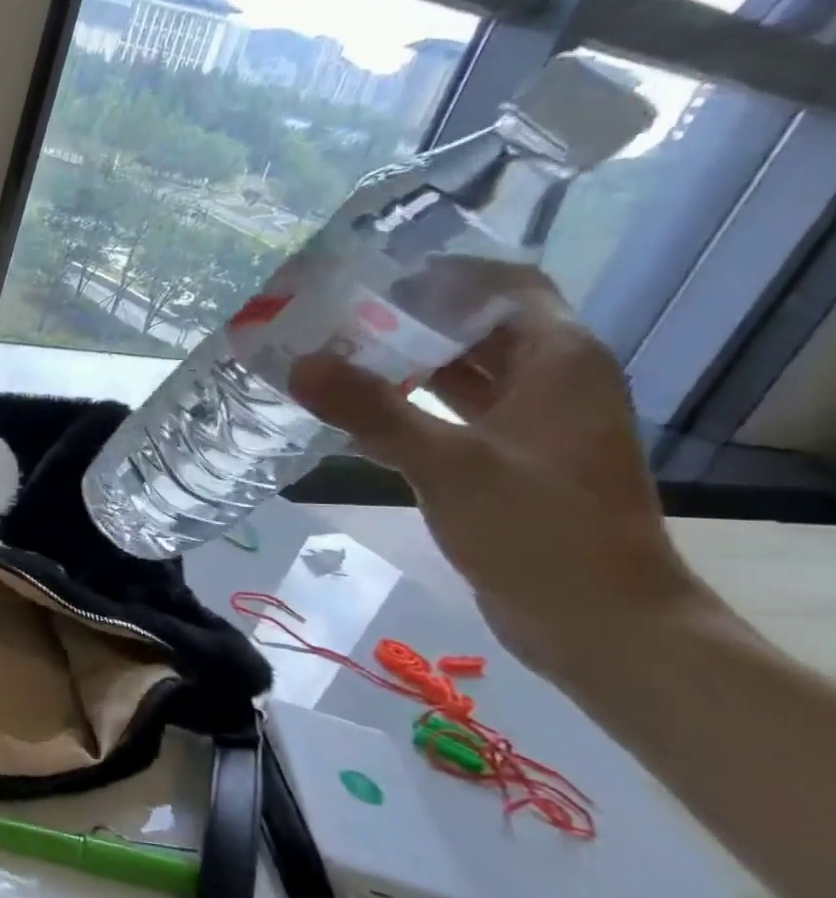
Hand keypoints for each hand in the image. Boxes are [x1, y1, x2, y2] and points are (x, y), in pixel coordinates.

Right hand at [289, 268, 706, 681]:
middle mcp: (550, 381)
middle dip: (407, 320)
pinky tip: (357, 415)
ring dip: (404, 364)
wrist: (598, 622)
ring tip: (333, 359)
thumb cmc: (537, 529)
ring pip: (462, 373)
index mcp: (558, 361)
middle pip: (476, 327)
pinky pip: (454, 414)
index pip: (503, 286)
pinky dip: (410, 406)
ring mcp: (531, 424)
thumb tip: (298, 364)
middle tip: (332, 320)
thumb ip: (371, 411)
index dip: (440, 275)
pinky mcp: (510, 461)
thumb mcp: (449, 464)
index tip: (369, 280)